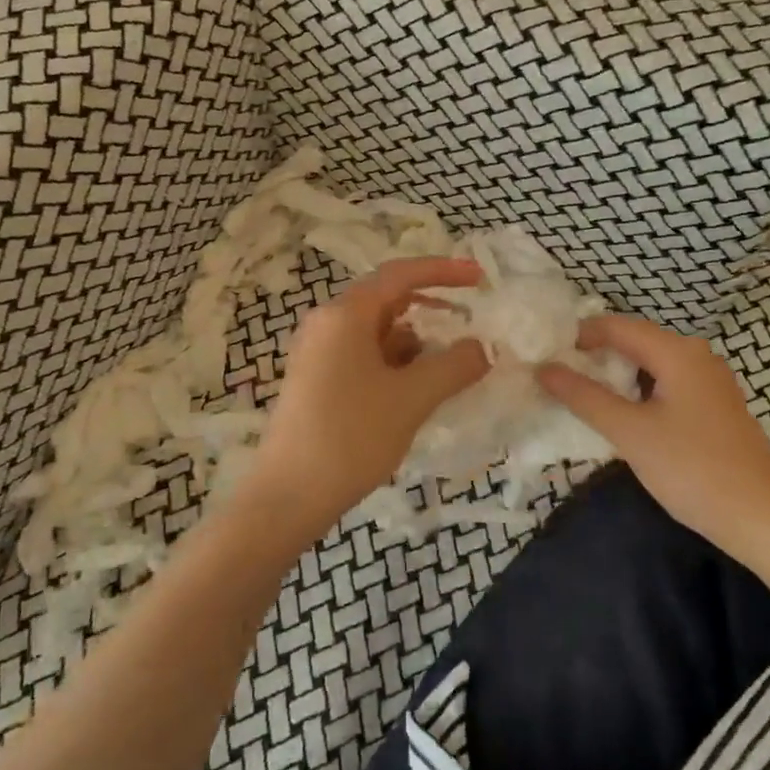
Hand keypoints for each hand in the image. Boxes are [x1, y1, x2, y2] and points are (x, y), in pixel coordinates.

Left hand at [234, 257, 489, 548]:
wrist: (288, 498)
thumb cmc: (350, 437)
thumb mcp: (412, 399)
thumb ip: (454, 366)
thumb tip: (482, 348)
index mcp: (344, 314)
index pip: (401, 274)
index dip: (444, 271)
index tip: (480, 278)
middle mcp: (327, 324)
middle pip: (388, 301)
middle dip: (431, 309)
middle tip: (468, 320)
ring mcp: (318, 353)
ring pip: (377, 332)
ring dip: (415, 343)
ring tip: (449, 367)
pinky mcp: (317, 380)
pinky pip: (364, 356)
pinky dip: (395, 364)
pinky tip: (416, 390)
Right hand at [536, 315, 769, 555]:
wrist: (764, 520)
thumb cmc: (693, 469)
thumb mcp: (630, 432)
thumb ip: (584, 397)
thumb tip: (544, 369)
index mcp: (678, 352)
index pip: (617, 326)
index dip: (580, 335)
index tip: (548, 354)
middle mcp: (697, 356)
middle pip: (636, 341)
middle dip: (597, 355)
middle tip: (560, 375)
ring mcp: (711, 382)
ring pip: (653, 365)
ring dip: (618, 375)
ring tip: (584, 394)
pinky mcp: (716, 407)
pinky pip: (668, 384)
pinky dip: (640, 391)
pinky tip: (625, 415)